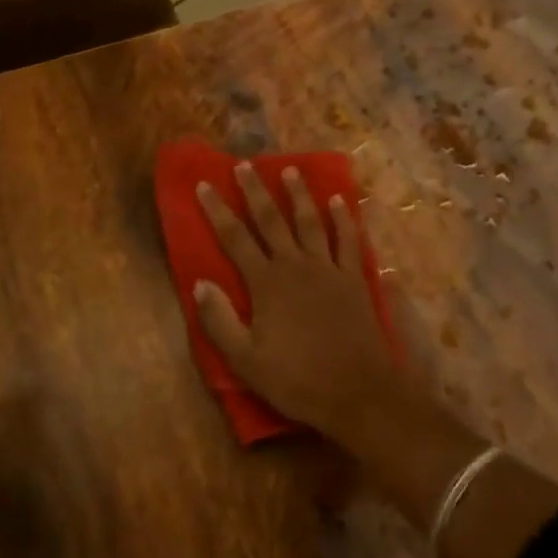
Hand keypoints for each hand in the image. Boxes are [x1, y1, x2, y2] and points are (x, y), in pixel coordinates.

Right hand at [193, 164, 406, 440]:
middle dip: (255, 191)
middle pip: (271, 220)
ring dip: (299, 195)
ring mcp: (328, 269)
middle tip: (245, 164)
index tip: (205, 184)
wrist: (358, 393)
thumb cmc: (297, 380)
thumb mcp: (246, 361)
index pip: (235, 238)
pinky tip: (341, 201)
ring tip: (291, 170)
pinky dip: (345, 219)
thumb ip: (220, 321)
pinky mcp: (355, 279)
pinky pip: (349, 241)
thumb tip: (200, 282)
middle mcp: (296, 265)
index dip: (217, 210)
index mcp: (266, 283)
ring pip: (311, 222)